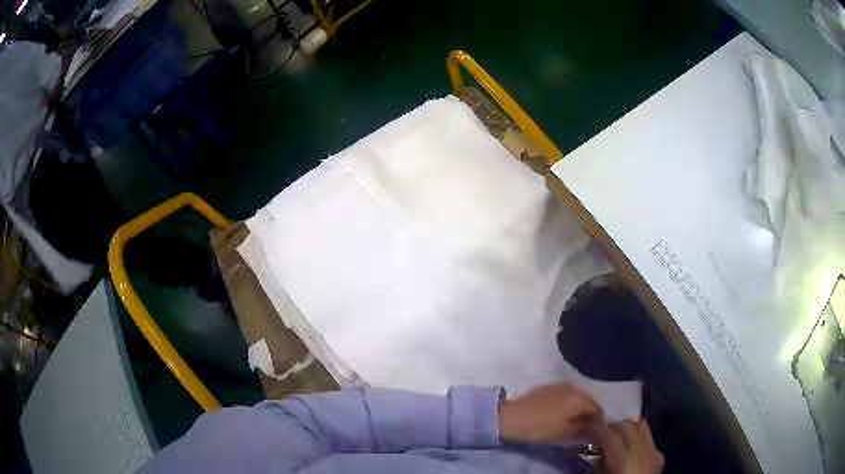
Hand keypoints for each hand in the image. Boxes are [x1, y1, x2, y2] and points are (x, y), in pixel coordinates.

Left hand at [497, 383, 602, 444]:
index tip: (597, 431)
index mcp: (580, 399)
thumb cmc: (540, 428)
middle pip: (589, 400)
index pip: (598, 410)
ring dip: (580, 406)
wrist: (511, 418)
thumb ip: (583, 429)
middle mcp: (574, 387)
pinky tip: (563, 411)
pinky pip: (566, 393)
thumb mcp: (565, 434)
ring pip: (578, 395)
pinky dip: (569, 401)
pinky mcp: (549, 386)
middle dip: (590, 412)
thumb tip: (593, 428)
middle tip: (587, 425)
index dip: (599, 422)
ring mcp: (561, 385)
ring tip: (575, 419)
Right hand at [597, 419, 663, 473]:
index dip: (597, 429)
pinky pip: (649, 440)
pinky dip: (639, 438)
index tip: (587, 427)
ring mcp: (653, 451)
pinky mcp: (659, 457)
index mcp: (623, 458)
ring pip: (642, 427)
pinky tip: (631, 448)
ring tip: (615, 436)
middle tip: (599, 432)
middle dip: (613, 425)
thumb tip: (593, 454)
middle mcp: (641, 450)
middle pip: (628, 425)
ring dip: (628, 428)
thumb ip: (597, 466)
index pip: (609, 434)